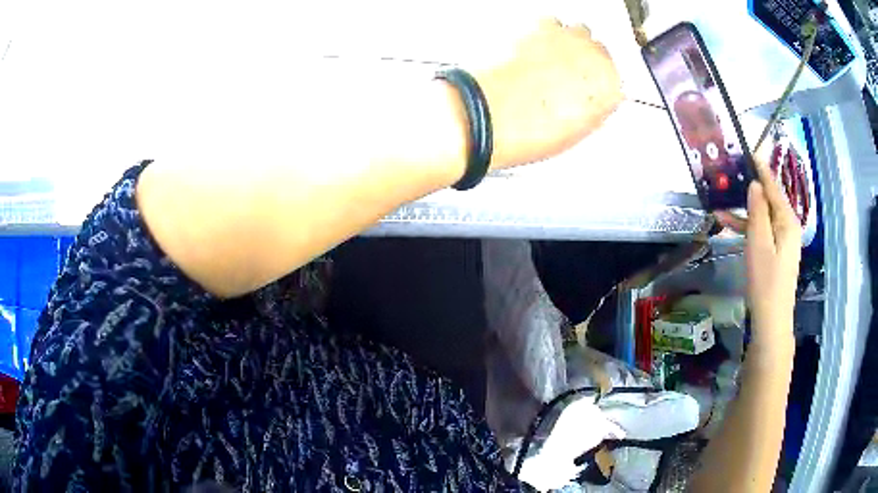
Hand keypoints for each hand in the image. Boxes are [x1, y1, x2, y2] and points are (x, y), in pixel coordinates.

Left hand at [476, 19, 622, 168]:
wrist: (491, 112)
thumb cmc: (530, 130)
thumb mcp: (574, 131)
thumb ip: (592, 108)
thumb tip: (590, 100)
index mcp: (609, 88)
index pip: (613, 78)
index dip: (596, 83)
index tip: (586, 86)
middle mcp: (595, 56)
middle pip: (598, 50)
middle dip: (584, 59)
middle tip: (565, 73)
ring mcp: (569, 38)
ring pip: (577, 31)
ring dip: (566, 42)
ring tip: (546, 60)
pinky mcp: (540, 25)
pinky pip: (550, 23)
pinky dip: (543, 33)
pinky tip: (530, 49)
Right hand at [718, 155, 801, 340]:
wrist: (771, 320)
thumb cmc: (766, 281)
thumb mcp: (759, 243)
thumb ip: (757, 211)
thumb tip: (754, 184)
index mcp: (787, 220)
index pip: (773, 187)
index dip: (761, 169)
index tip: (749, 150)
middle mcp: (788, 226)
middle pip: (769, 200)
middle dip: (750, 188)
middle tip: (732, 173)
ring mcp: (783, 240)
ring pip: (763, 216)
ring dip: (744, 211)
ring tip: (721, 203)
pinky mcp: (776, 251)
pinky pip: (762, 231)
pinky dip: (747, 227)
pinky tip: (729, 223)